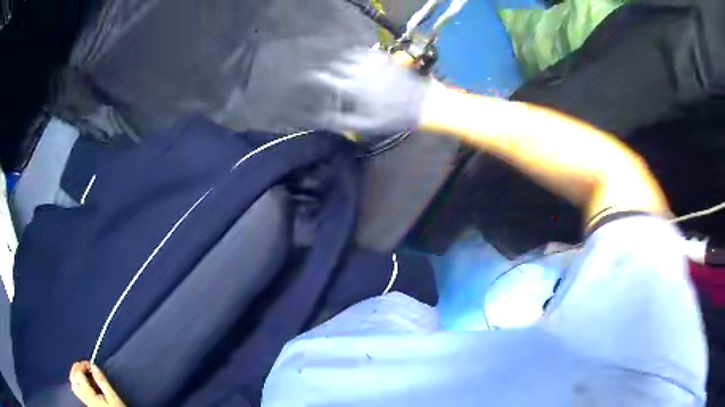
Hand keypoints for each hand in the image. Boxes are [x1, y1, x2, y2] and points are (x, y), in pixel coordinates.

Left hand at [69, 361, 125, 406]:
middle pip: (73, 377)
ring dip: (77, 374)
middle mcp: (84, 397)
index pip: (78, 373)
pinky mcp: (87, 403)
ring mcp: (85, 401)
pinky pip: (77, 390)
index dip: (83, 365)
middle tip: (86, 366)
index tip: (92, 365)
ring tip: (84, 372)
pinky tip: (85, 383)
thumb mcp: (113, 397)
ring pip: (74, 384)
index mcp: (89, 394)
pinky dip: (78, 382)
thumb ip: (102, 381)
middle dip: (77, 368)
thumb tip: (94, 366)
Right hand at [283, 49, 432, 135]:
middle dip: (325, 68)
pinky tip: (352, 60)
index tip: (306, 79)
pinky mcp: (382, 57)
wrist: (422, 103)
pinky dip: (353, 54)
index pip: (325, 78)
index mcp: (353, 88)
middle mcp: (359, 71)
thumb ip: (341, 120)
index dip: (313, 78)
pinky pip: (362, 51)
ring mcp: (371, 62)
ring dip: (337, 60)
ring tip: (334, 66)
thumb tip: (320, 117)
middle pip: (333, 64)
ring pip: (346, 55)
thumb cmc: (393, 117)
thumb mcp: (366, 125)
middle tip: (320, 73)